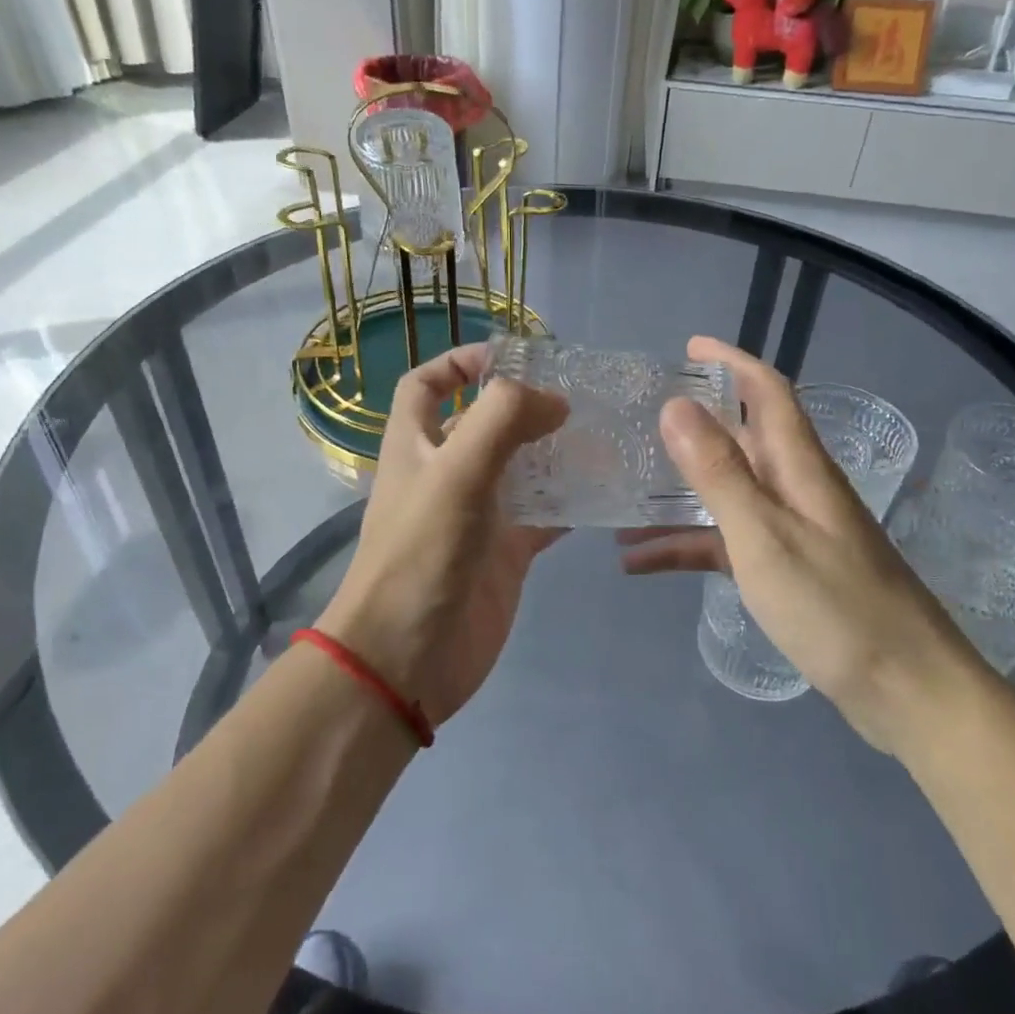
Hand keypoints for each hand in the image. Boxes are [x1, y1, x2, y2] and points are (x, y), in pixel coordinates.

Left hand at [315, 343, 567, 728]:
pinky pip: (542, 515)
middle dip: (524, 405)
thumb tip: (554, 400)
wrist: (409, 657)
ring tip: (604, 434)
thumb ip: (504, 419)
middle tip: (579, 394)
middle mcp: (445, 473)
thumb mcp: (457, 470)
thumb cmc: (423, 552)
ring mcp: (478, 514)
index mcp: (416, 444)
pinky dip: (569, 501)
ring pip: (521, 468)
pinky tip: (605, 491)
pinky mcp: (504, 553)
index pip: (427, 385)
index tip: (513, 357)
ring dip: (554, 451)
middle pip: (483, 423)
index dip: (460, 361)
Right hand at [618, 337, 981, 754]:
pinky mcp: (786, 571)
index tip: (689, 347)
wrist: (906, 692)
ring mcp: (792, 531)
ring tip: (621, 496)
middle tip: (638, 420)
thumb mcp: (764, 535)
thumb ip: (719, 472)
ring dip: (677, 493)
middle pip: (742, 439)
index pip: (768, 392)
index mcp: (799, 467)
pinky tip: (641, 562)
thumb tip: (676, 405)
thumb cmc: (835, 607)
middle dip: (693, 424)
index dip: (732, 362)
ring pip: (726, 494)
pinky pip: (726, 544)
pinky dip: (687, 546)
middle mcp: (797, 489)